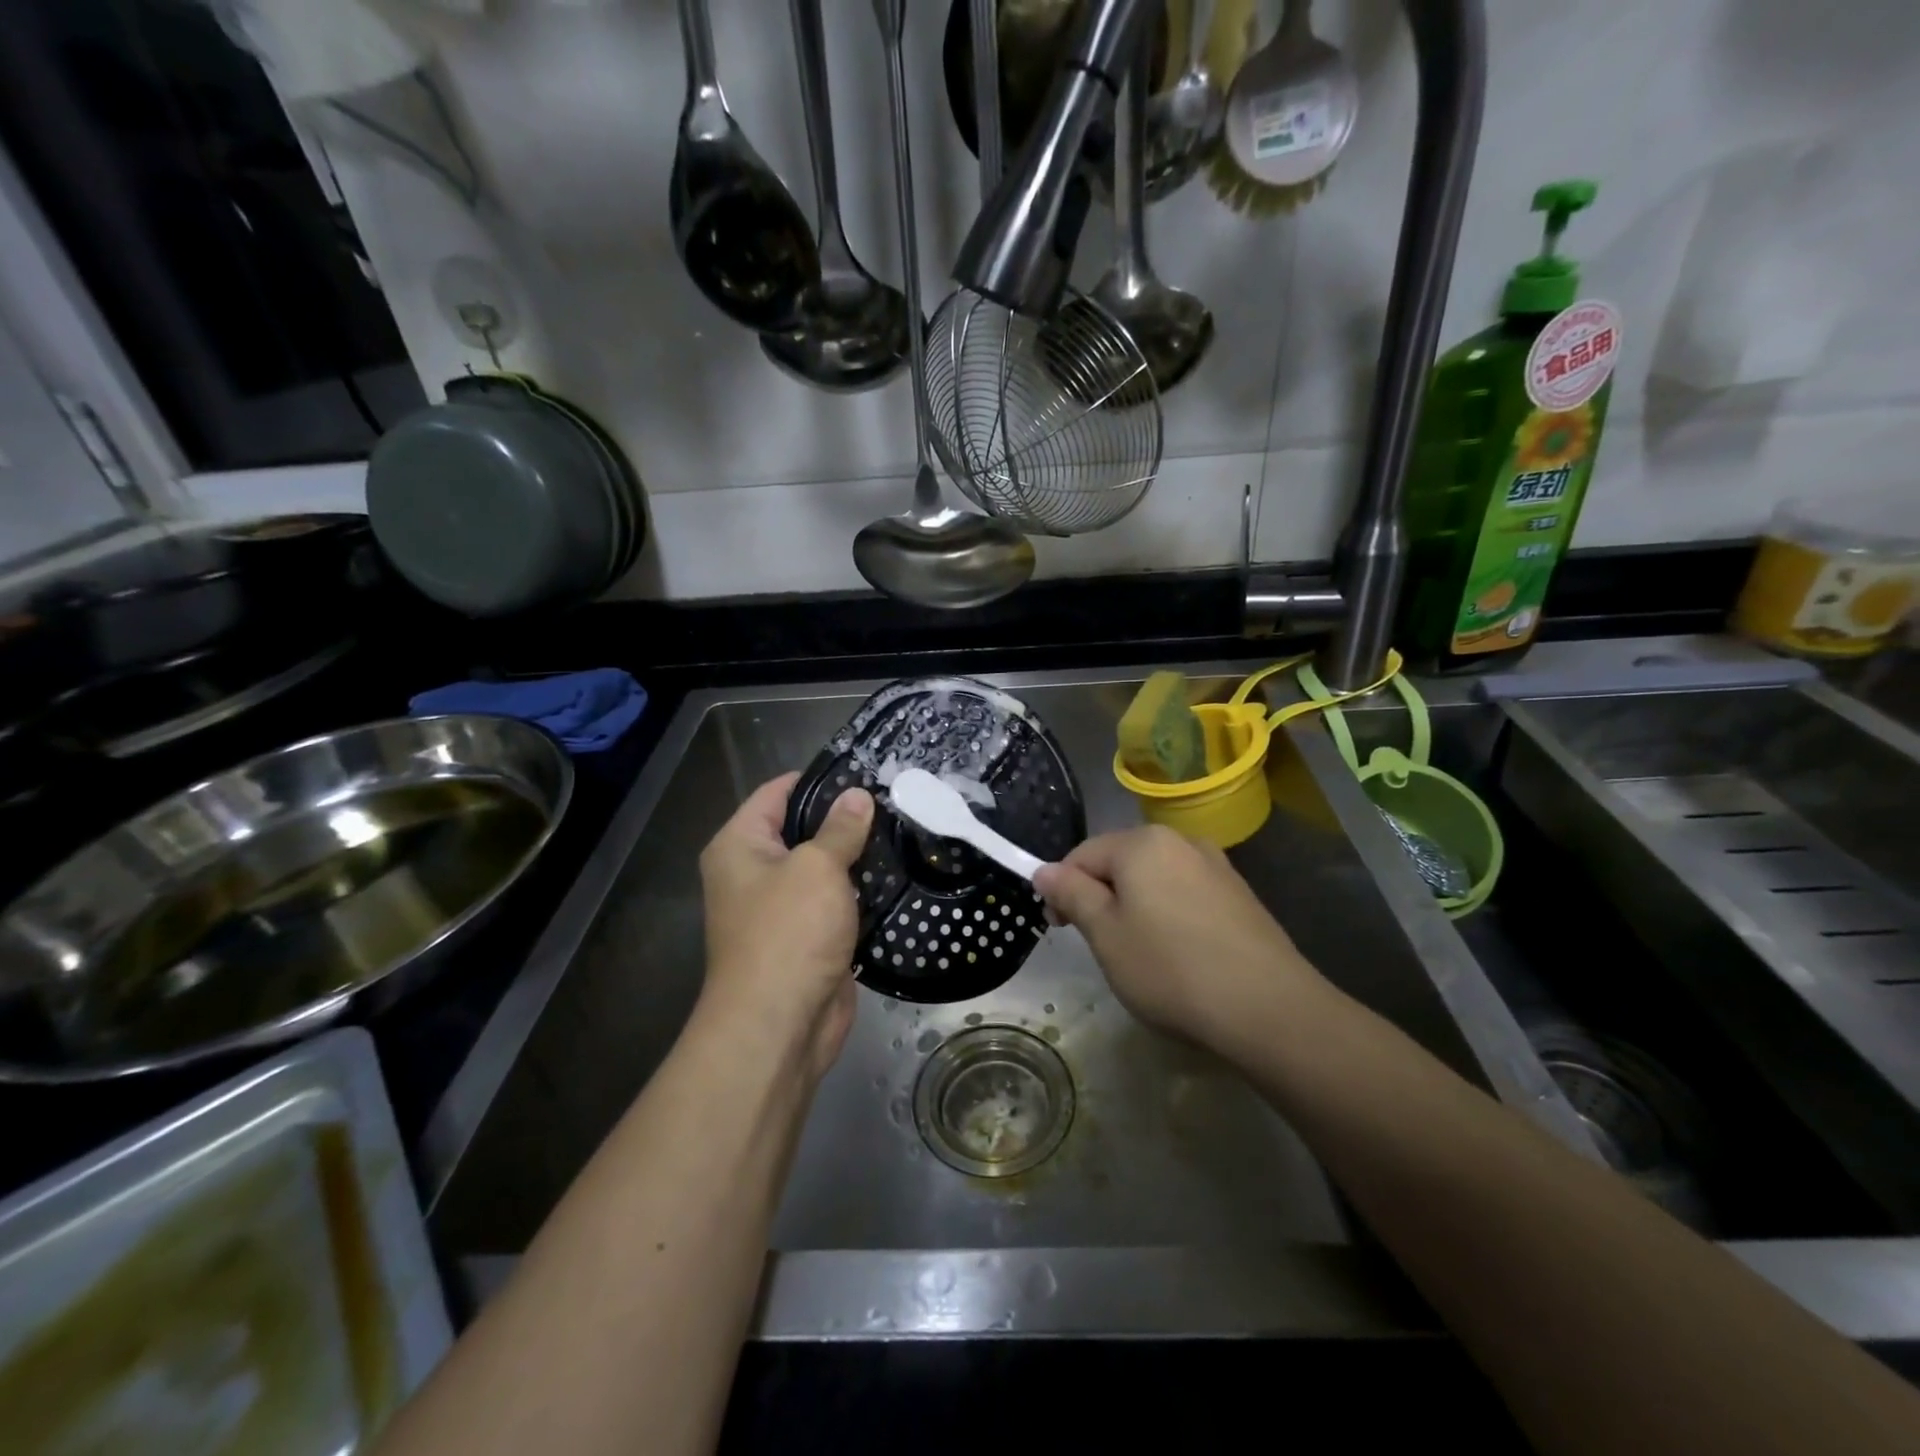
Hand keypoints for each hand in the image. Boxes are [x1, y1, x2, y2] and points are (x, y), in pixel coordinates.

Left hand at [698, 772, 873, 1078]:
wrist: (780, 1025)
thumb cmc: (788, 933)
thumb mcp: (816, 868)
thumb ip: (840, 828)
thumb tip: (858, 795)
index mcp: (739, 845)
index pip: (777, 793)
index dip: (817, 777)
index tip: (863, 768)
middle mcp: (753, 872)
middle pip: (801, 829)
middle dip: (844, 817)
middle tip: (894, 798)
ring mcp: (781, 908)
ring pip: (823, 867)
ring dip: (856, 856)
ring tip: (904, 829)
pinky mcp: (808, 937)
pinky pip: (836, 902)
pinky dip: (860, 891)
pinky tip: (897, 874)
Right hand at [1033, 826, 1325, 1055]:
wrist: (1269, 1009)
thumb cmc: (1171, 969)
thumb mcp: (1105, 935)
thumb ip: (1071, 894)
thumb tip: (1044, 870)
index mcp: (1142, 842)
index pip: (1082, 855)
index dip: (1062, 890)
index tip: (1061, 930)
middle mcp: (1180, 840)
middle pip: (1120, 862)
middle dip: (1100, 897)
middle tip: (1100, 945)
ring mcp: (1216, 865)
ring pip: (1154, 878)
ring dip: (1135, 906)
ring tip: (1140, 953)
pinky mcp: (1240, 894)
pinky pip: (1186, 893)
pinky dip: (1169, 914)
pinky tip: (1179, 953)